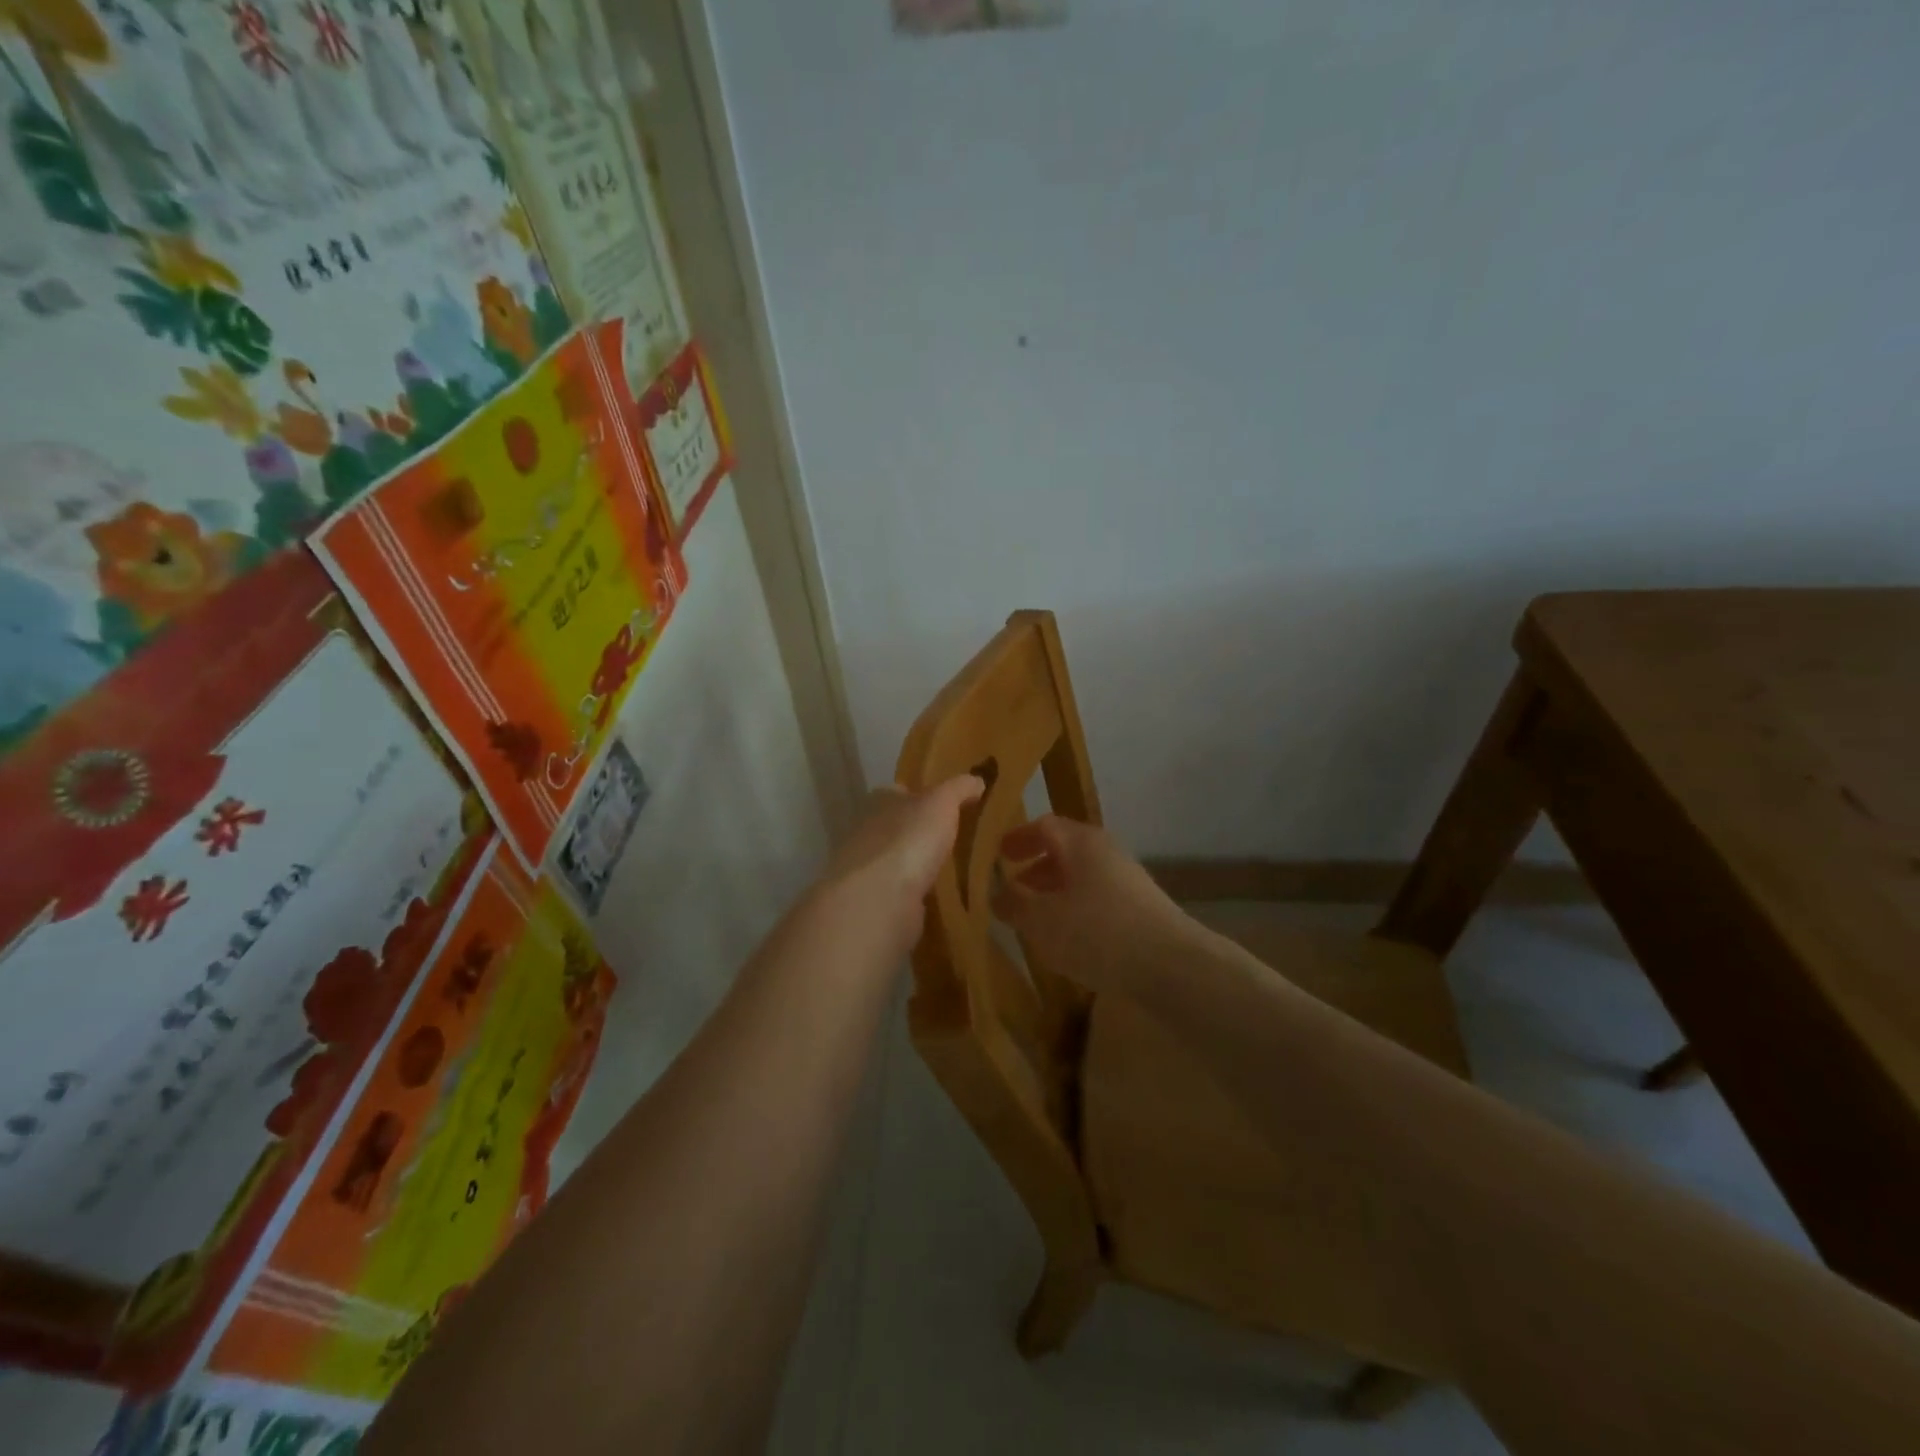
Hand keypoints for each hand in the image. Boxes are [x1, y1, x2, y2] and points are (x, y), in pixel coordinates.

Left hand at [817, 775, 984, 952]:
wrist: (879, 901)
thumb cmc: (908, 840)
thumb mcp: (941, 802)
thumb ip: (959, 788)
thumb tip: (977, 780)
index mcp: (880, 802)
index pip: (899, 791)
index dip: (923, 794)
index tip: (950, 803)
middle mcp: (869, 832)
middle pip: (900, 826)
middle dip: (924, 832)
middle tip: (960, 837)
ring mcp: (871, 870)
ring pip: (903, 861)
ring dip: (923, 864)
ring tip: (958, 868)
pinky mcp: (879, 902)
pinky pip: (905, 892)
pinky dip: (921, 893)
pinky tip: (944, 896)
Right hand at [992, 815, 1187, 996]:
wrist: (1170, 965)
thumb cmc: (1096, 932)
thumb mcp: (1041, 920)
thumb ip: (1015, 903)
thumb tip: (998, 892)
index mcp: (1081, 842)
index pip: (1044, 826)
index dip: (1018, 838)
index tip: (998, 855)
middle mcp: (1106, 851)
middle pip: (1065, 850)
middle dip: (1035, 868)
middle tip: (1013, 889)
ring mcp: (1128, 879)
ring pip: (1082, 876)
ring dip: (1055, 892)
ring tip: (1035, 919)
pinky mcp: (1140, 908)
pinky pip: (1098, 898)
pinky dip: (1076, 908)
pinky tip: (1068, 938)